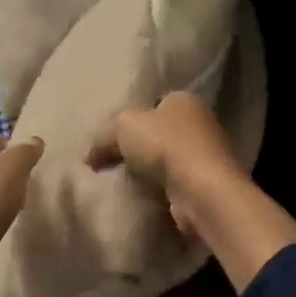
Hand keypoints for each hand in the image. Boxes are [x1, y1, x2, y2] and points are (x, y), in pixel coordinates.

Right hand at [88, 92, 295, 292]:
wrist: (203, 191)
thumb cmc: (166, 146)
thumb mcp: (124, 127)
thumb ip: (104, 136)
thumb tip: (89, 156)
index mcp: (184, 99)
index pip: (153, 103)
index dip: (131, 117)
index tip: (110, 136)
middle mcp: (200, 123)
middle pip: (159, 131)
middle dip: (138, 146)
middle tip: (110, 161)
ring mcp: (206, 155)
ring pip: (167, 158)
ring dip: (148, 170)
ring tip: (122, 181)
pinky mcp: (205, 183)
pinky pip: (174, 182)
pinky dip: (159, 189)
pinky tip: (142, 196)